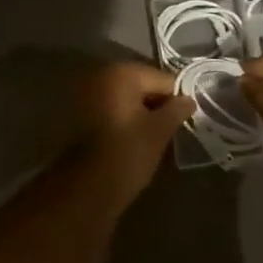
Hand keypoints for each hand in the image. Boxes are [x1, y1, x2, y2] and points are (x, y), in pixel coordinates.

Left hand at [72, 61, 195, 217]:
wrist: (84, 188)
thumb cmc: (126, 154)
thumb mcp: (159, 131)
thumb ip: (177, 110)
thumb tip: (188, 99)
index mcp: (121, 73)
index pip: (163, 79)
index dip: (176, 100)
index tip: (183, 122)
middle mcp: (99, 75)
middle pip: (141, 85)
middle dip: (156, 104)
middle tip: (168, 131)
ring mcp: (84, 93)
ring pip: (124, 98)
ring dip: (138, 112)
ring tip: (150, 138)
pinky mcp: (75, 113)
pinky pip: (108, 109)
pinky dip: (120, 119)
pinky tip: (129, 139)